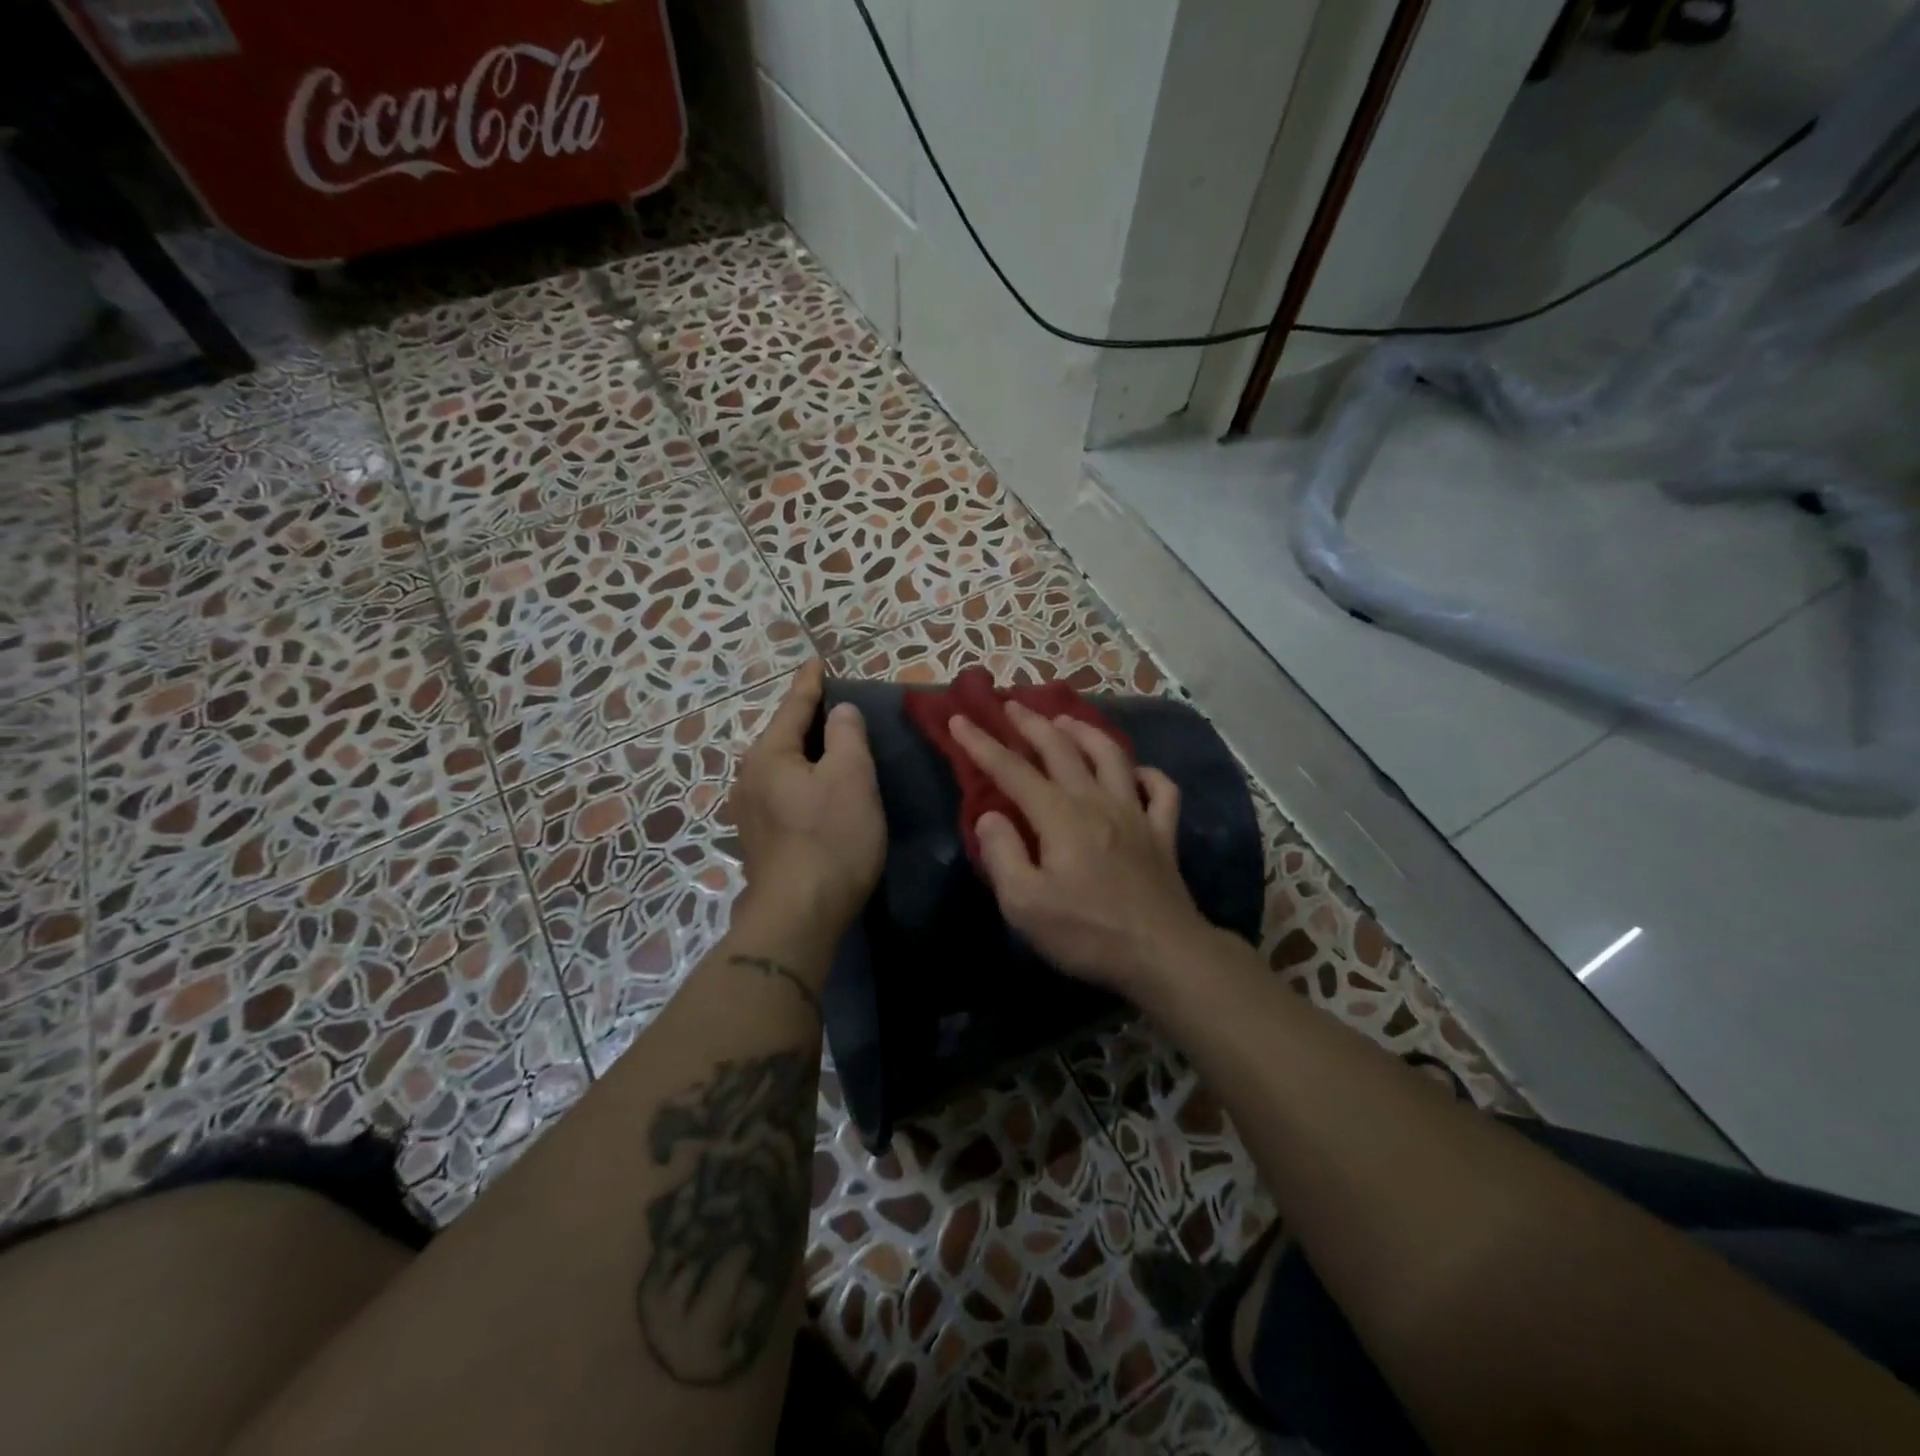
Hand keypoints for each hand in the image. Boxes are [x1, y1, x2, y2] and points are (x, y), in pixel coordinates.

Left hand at [730, 661, 885, 935]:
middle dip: (808, 720)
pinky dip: (801, 783)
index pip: (793, 706)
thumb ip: (846, 735)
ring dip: (805, 755)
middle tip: (836, 707)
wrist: (798, 915)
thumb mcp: (851, 777)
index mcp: (768, 754)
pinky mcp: (758, 840)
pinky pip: (782, 794)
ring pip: (781, 768)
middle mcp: (748, 777)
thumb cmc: (831, 838)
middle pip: (782, 737)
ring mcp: (748, 812)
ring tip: (830, 748)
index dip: (810, 683)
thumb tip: (840, 711)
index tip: (817, 661)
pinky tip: (817, 792)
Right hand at [949, 703, 1216, 999]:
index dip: (982, 744)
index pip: (1012, 770)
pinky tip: (1136, 772)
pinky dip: (1148, 774)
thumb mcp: (1025, 905)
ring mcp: (1136, 813)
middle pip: (1061, 749)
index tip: (960, 719)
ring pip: (1111, 756)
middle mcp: (1097, 801)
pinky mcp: (1163, 833)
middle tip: (1011, 705)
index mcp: (1060, 816)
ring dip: (1085, 732)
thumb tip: (990, 816)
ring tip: (1066, 720)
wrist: (1163, 954)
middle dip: (1031, 723)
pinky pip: (1161, 790)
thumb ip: (1002, 854)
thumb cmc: (1087, 933)